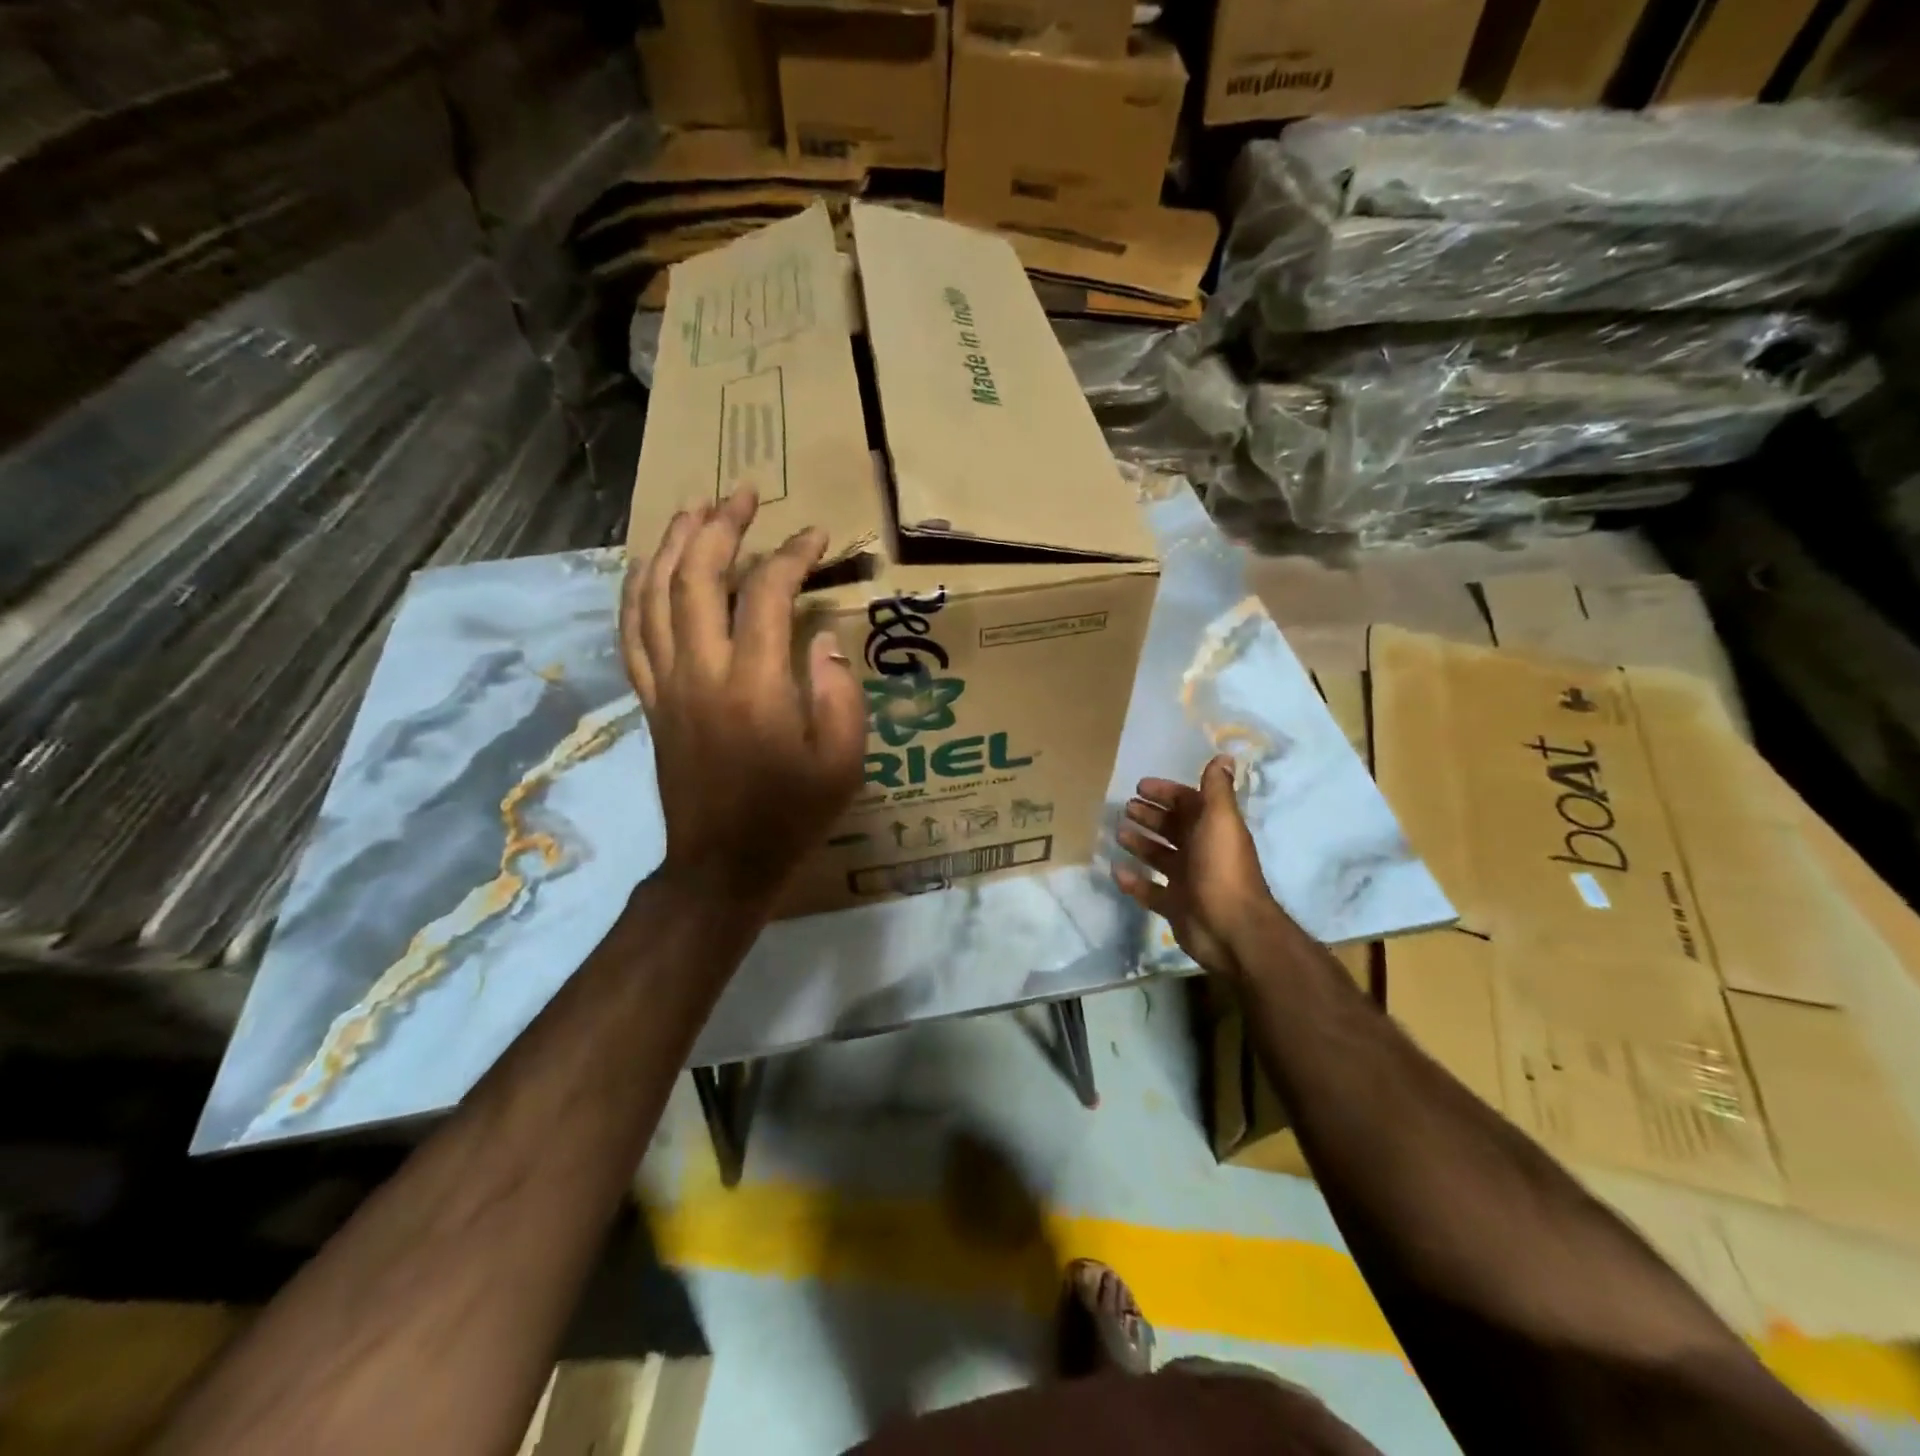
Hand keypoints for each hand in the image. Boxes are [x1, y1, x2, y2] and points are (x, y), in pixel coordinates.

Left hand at [621, 489, 865, 908]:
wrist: (722, 864)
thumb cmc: (791, 814)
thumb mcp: (843, 761)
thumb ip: (839, 693)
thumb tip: (822, 636)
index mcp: (754, 686)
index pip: (765, 594)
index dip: (791, 555)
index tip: (816, 536)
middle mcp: (701, 674)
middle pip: (696, 578)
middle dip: (720, 527)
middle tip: (743, 494)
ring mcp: (666, 686)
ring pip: (654, 597)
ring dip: (673, 546)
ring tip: (694, 510)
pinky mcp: (650, 702)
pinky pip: (632, 634)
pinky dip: (637, 592)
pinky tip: (649, 568)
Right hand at [1114, 757, 1275, 977]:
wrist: (1231, 928)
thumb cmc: (1222, 867)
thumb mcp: (1220, 820)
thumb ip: (1217, 789)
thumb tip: (1224, 755)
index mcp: (1212, 829)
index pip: (1187, 803)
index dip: (1166, 793)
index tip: (1140, 787)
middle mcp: (1200, 851)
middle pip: (1172, 827)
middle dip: (1150, 816)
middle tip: (1125, 808)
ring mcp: (1186, 880)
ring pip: (1159, 856)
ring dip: (1140, 843)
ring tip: (1117, 833)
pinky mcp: (1174, 905)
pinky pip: (1148, 890)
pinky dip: (1133, 881)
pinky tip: (1116, 870)